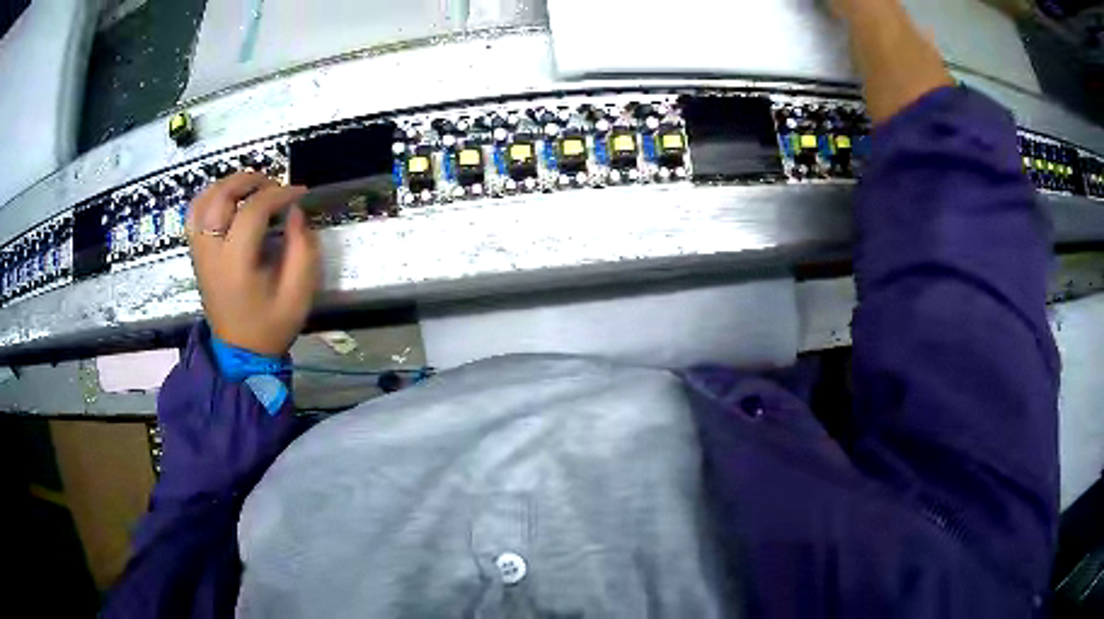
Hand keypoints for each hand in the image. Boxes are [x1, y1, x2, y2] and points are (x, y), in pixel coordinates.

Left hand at [188, 172, 319, 356]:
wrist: (241, 353)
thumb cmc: (271, 326)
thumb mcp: (298, 294)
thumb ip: (302, 250)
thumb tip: (295, 212)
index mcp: (235, 265)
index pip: (252, 212)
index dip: (278, 194)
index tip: (299, 193)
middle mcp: (211, 254)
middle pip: (220, 198)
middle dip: (248, 181)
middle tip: (273, 184)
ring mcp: (200, 254)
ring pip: (202, 202)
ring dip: (227, 185)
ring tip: (250, 188)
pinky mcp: (197, 255)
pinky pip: (194, 215)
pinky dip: (209, 198)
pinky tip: (227, 200)